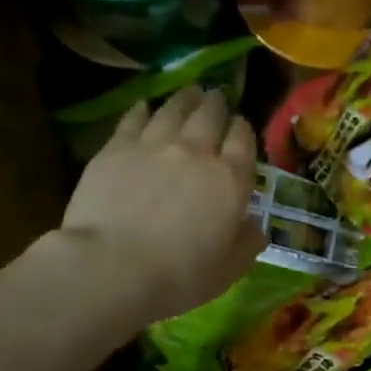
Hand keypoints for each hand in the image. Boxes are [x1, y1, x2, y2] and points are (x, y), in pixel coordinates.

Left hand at [58, 88, 266, 328]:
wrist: (113, 267)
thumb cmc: (179, 276)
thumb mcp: (228, 270)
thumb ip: (246, 244)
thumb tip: (256, 228)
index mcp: (230, 179)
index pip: (243, 139)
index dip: (243, 129)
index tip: (240, 127)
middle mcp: (196, 151)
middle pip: (210, 113)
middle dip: (216, 104)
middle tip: (215, 100)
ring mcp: (154, 144)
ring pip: (174, 108)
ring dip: (185, 99)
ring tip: (188, 93)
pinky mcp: (116, 147)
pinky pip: (134, 118)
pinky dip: (143, 109)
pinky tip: (145, 107)